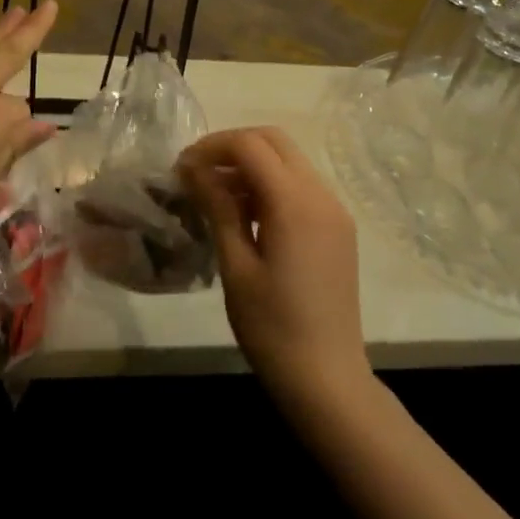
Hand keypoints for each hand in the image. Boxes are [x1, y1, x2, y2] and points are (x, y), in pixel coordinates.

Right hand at [178, 127, 368, 402]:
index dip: (211, 147)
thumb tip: (195, 168)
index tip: (180, 168)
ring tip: (214, 195)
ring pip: (290, 161)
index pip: (250, 145)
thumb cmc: (272, 327)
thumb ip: (219, 208)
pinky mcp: (338, 229)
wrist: (327, 377)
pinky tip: (246, 215)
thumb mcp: (236, 266)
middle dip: (232, 147)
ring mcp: (335, 211)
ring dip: (252, 165)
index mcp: (295, 203)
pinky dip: (271, 185)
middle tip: (197, 173)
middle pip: (274, 141)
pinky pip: (302, 187)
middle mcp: (322, 195)